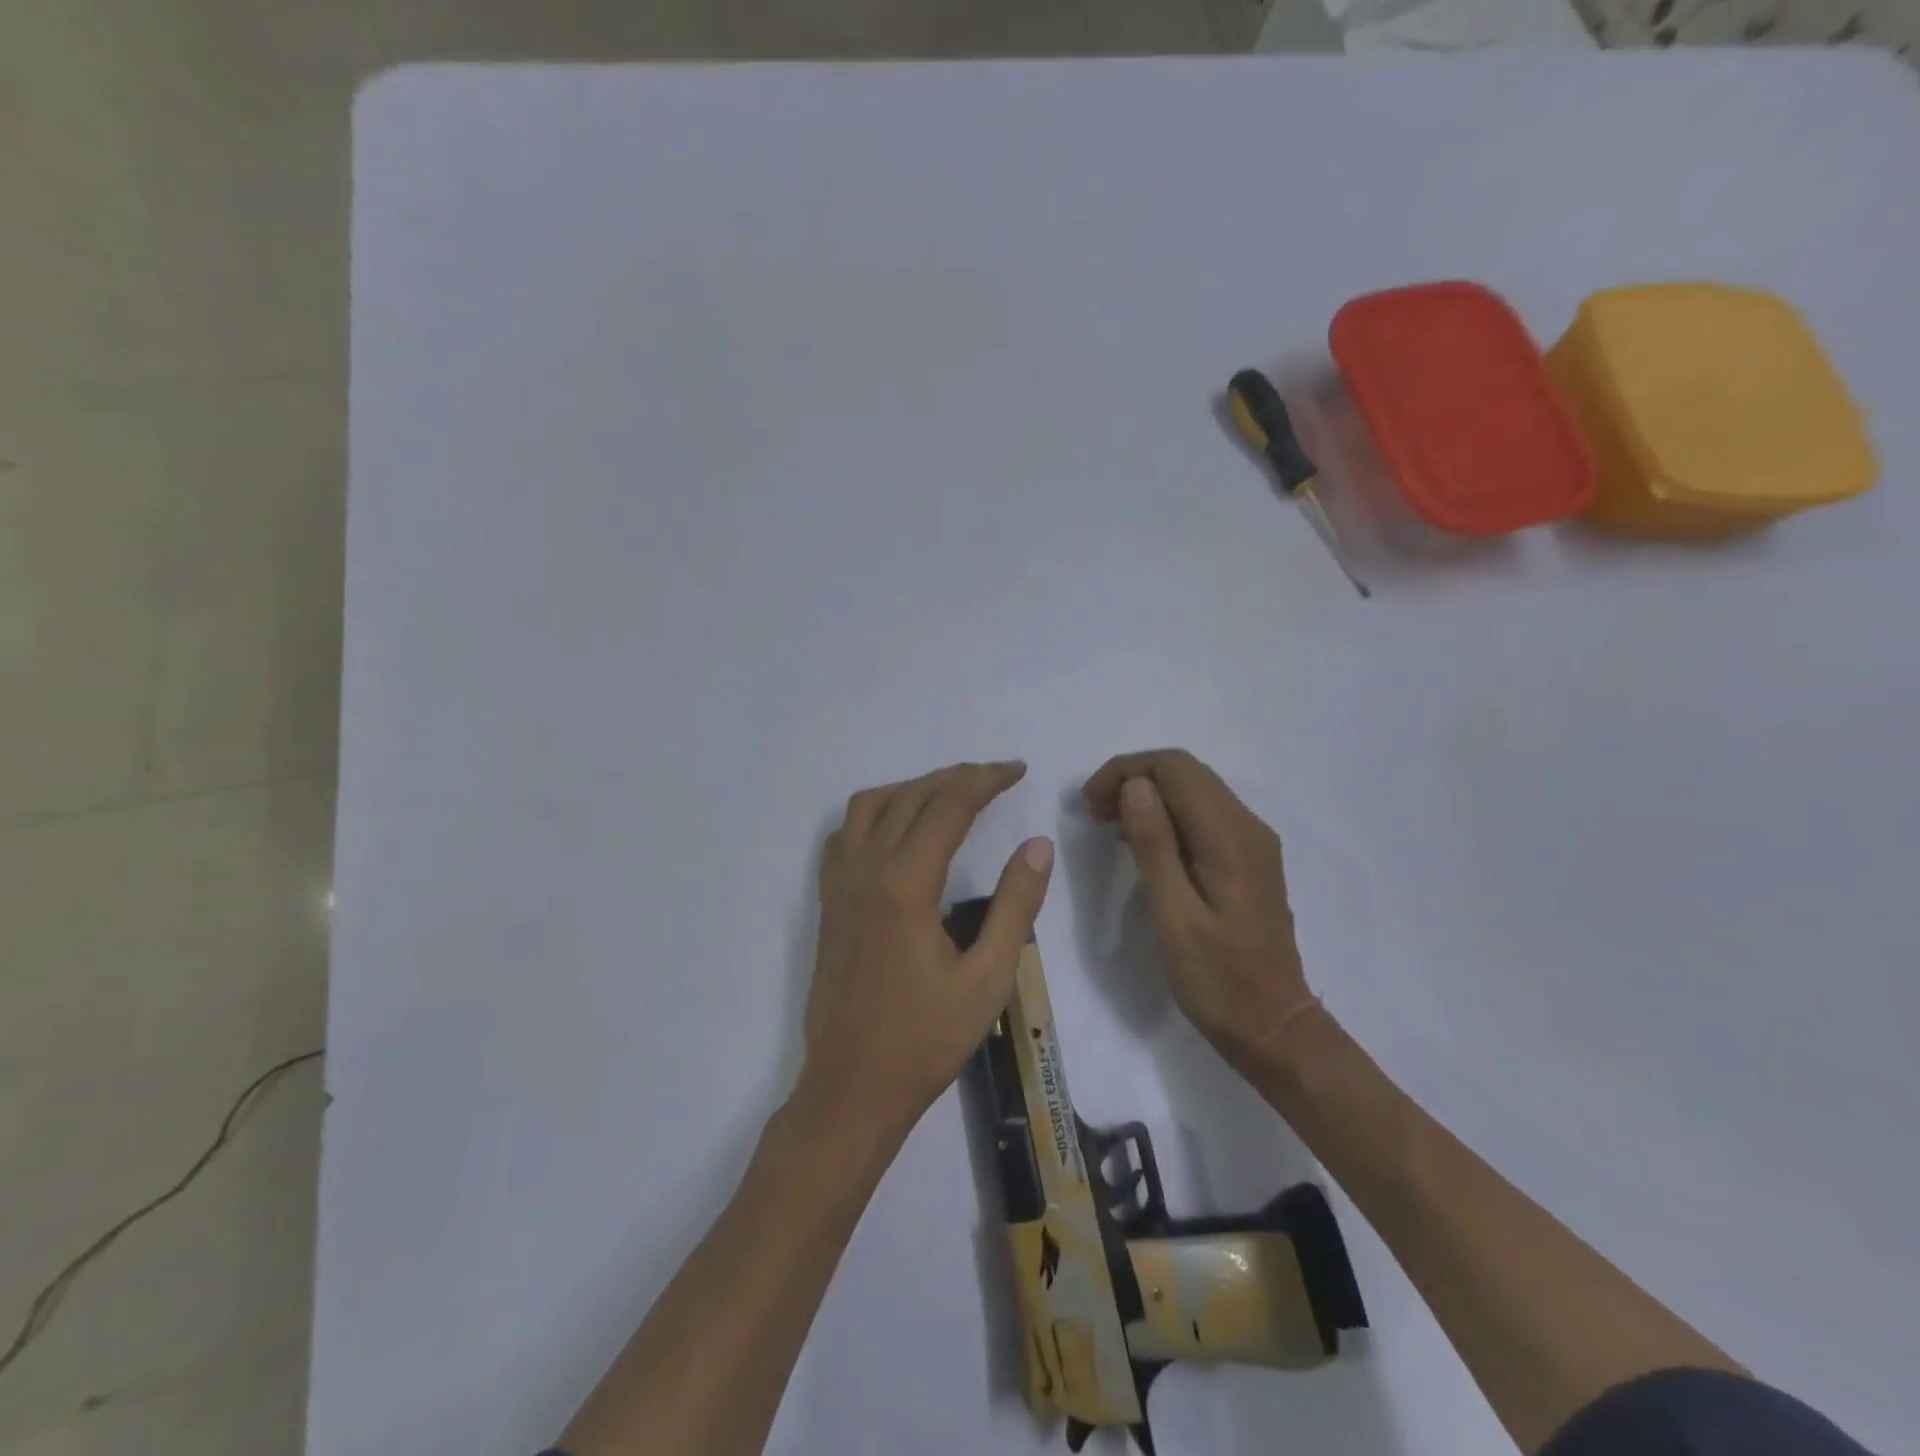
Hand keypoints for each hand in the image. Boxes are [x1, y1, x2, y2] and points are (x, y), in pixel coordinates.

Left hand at [801, 762, 1053, 1138]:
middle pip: (911, 796)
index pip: (949, 805)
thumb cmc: (925, 1040)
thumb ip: (1015, 905)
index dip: (986, 780)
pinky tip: (898, 831)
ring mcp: (839, 884)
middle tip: (996, 777)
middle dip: (956, 777)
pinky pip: (846, 833)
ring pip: (871, 805)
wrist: (851, 1089)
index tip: (1017, 771)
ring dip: (913, 788)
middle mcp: (865, 869)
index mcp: (905, 884)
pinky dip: (876, 813)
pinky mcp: (828, 902)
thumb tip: (1037, 845)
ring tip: (951, 796)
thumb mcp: (987, 978)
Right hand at [1084, 749, 1316, 1073]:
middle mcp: (1247, 826)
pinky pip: (1202, 816)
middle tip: (1092, 812)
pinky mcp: (1247, 859)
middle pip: (1187, 772)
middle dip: (1134, 778)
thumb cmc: (1218, 980)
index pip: (1176, 768)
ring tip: (1107, 823)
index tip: (1089, 803)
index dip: (1126, 771)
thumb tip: (1135, 786)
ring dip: (1148, 795)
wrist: (1274, 1027)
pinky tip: (1139, 841)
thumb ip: (1156, 847)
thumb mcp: (1175, 917)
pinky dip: (1166, 816)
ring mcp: (1252, 842)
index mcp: (1231, 837)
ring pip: (1194, 790)